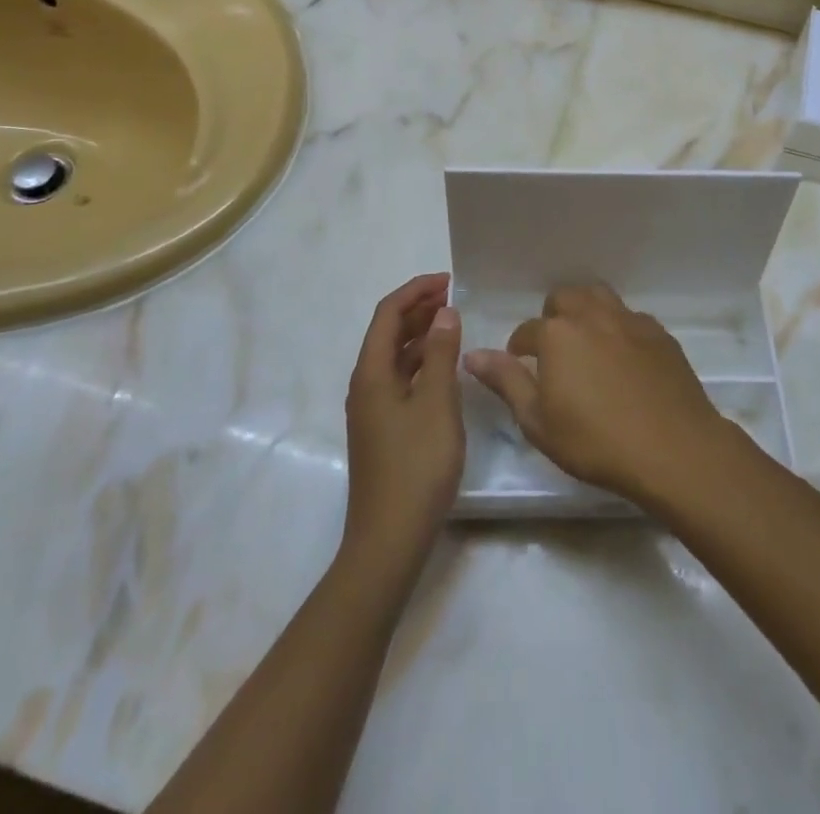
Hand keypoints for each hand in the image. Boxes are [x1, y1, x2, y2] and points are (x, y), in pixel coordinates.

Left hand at [343, 273, 464, 569]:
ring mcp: (372, 410)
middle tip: (454, 297)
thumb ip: (442, 354)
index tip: (449, 280)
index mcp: (371, 373)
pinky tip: (445, 368)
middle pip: (387, 333)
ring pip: (395, 357)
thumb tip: (444, 313)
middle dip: (418, 309)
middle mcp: (365, 385)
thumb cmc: (416, 466)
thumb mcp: (437, 404)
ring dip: (421, 335)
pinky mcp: (383, 429)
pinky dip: (421, 363)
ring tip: (454, 324)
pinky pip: (400, 379)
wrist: (389, 540)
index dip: (416, 291)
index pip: (388, 314)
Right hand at [463, 284, 729, 506]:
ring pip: (599, 297)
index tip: (521, 369)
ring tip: (586, 344)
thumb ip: (506, 381)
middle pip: (564, 299)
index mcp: (557, 334)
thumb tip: (473, 354)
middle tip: (555, 353)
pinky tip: (623, 358)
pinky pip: (630, 317)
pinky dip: (618, 328)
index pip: (526, 331)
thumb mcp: (538, 422)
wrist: (673, 448)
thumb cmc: (596, 442)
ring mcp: (629, 320)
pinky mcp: (659, 332)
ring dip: (586, 312)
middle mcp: (592, 315)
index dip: (518, 350)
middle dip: (553, 319)